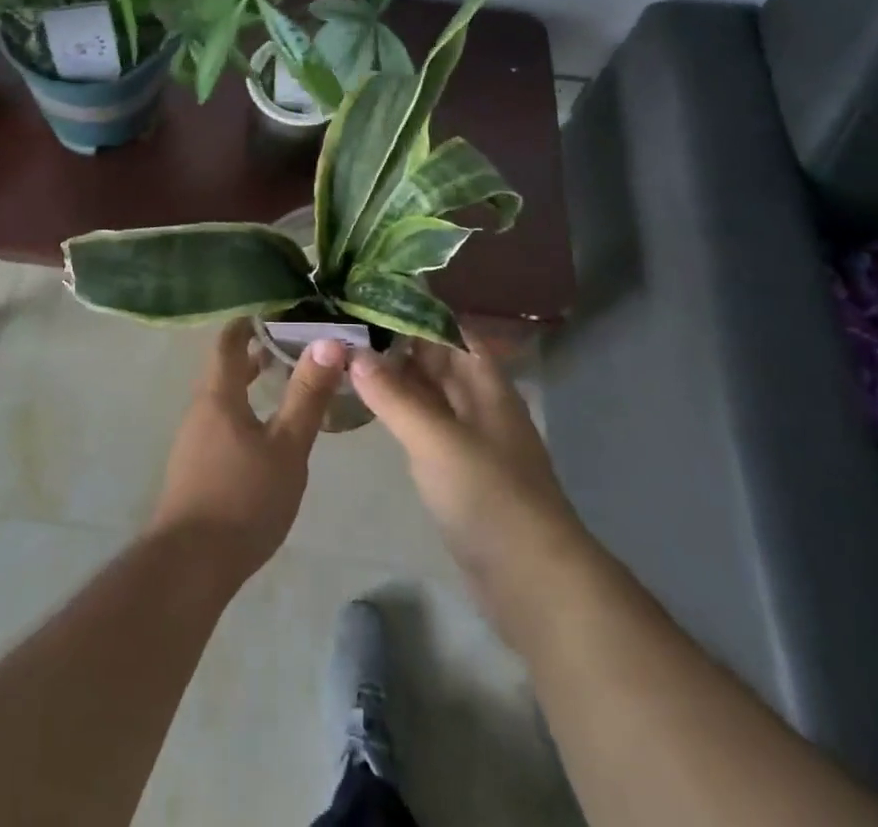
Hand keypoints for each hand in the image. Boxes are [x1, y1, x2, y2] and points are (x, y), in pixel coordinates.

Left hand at [146, 321, 345, 585]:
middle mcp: (200, 410)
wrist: (189, 566)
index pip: (228, 342)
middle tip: (289, 343)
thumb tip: (329, 342)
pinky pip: (220, 423)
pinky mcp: (194, 469)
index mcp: (218, 396)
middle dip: (253, 353)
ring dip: (248, 384)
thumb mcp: (287, 446)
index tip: (275, 310)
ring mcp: (193, 441)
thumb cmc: (243, 498)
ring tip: (281, 381)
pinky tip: (265, 433)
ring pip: (222, 398)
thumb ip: (307, 395)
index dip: (248, 322)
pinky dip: (243, 411)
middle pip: (224, 369)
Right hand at [349, 342, 586, 640]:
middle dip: (397, 344)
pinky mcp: (458, 471)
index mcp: (485, 384)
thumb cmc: (488, 495)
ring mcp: (470, 438)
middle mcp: (479, 403)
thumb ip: (394, 396)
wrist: (532, 580)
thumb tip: (353, 352)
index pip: (450, 332)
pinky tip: (369, 407)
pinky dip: (399, 412)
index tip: (370, 297)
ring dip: (395, 378)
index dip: (415, 313)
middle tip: (345, 327)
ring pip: (428, 394)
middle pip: (437, 360)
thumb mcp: (435, 439)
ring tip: (347, 359)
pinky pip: (425, 427)